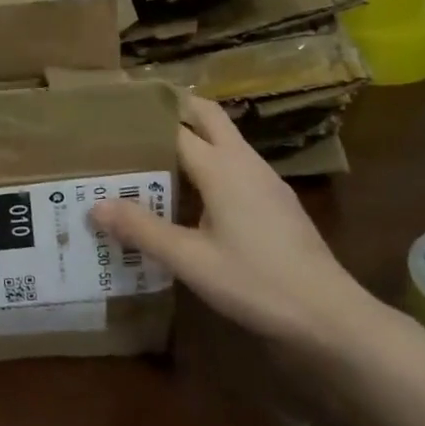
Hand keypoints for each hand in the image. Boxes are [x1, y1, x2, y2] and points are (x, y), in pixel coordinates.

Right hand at [89, 92, 378, 346]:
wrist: (330, 316)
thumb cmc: (256, 282)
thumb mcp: (191, 260)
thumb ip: (143, 230)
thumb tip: (94, 206)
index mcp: (222, 167)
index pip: (176, 128)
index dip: (143, 122)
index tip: (113, 119)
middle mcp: (244, 162)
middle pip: (208, 116)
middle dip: (176, 109)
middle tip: (136, 121)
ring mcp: (266, 180)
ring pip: (225, 140)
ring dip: (194, 136)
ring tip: (155, 155)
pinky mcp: (277, 201)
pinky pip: (236, 164)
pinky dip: (211, 162)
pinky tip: (194, 194)